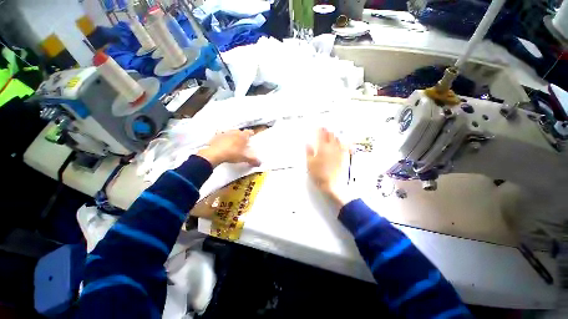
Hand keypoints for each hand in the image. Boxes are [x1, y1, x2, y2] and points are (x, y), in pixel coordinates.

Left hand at [197, 130, 260, 167]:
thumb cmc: (232, 154)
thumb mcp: (244, 158)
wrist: (216, 154)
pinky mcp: (216, 137)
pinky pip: (220, 134)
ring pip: (230, 132)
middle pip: (239, 131)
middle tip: (242, 139)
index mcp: (242, 136)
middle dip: (241, 134)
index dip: (251, 133)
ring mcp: (225, 134)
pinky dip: (221, 136)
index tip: (252, 133)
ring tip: (233, 139)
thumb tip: (259, 163)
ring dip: (232, 135)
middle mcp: (234, 133)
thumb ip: (252, 160)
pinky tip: (221, 140)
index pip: (248, 132)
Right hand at [306, 128, 351, 207]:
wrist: (335, 185)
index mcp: (322, 148)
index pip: (321, 135)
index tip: (318, 127)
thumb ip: (309, 152)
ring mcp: (340, 152)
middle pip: (331, 136)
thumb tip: (307, 143)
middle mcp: (332, 148)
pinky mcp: (345, 157)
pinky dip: (343, 142)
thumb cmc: (320, 175)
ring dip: (335, 136)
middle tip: (325, 129)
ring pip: (338, 140)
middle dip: (327, 131)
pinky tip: (344, 142)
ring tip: (332, 134)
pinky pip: (346, 146)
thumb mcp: (310, 164)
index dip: (319, 130)